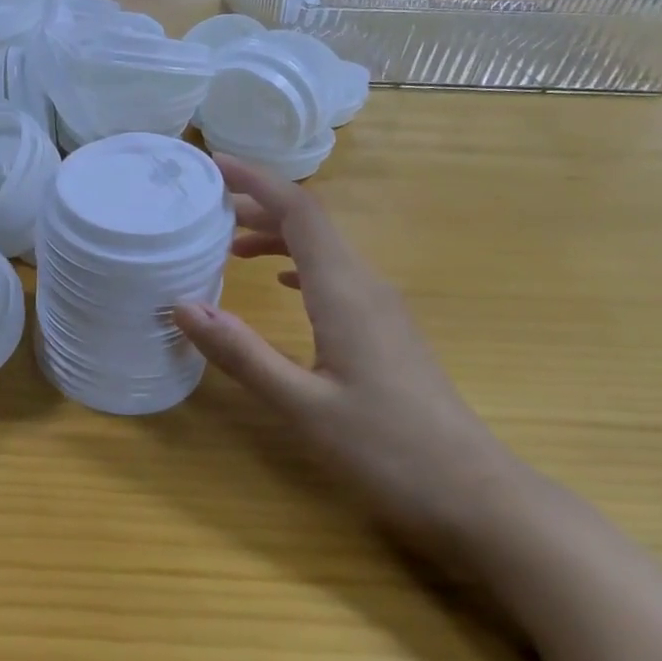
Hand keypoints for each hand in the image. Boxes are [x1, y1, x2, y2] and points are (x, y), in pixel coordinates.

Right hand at [171, 158, 529, 569]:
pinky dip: (299, 264)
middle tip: (206, 209)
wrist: (478, 496)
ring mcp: (383, 309)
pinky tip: (282, 284)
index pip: (300, 212)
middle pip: (311, 224)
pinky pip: (336, 276)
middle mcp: (367, 286)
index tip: (213, 164)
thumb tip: (183, 306)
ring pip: (325, 250)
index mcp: (345, 291)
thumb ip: (241, 353)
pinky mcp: (387, 332)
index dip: (257, 181)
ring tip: (230, 246)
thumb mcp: (302, 406)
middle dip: (258, 205)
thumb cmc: (388, 450)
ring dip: (277, 236)